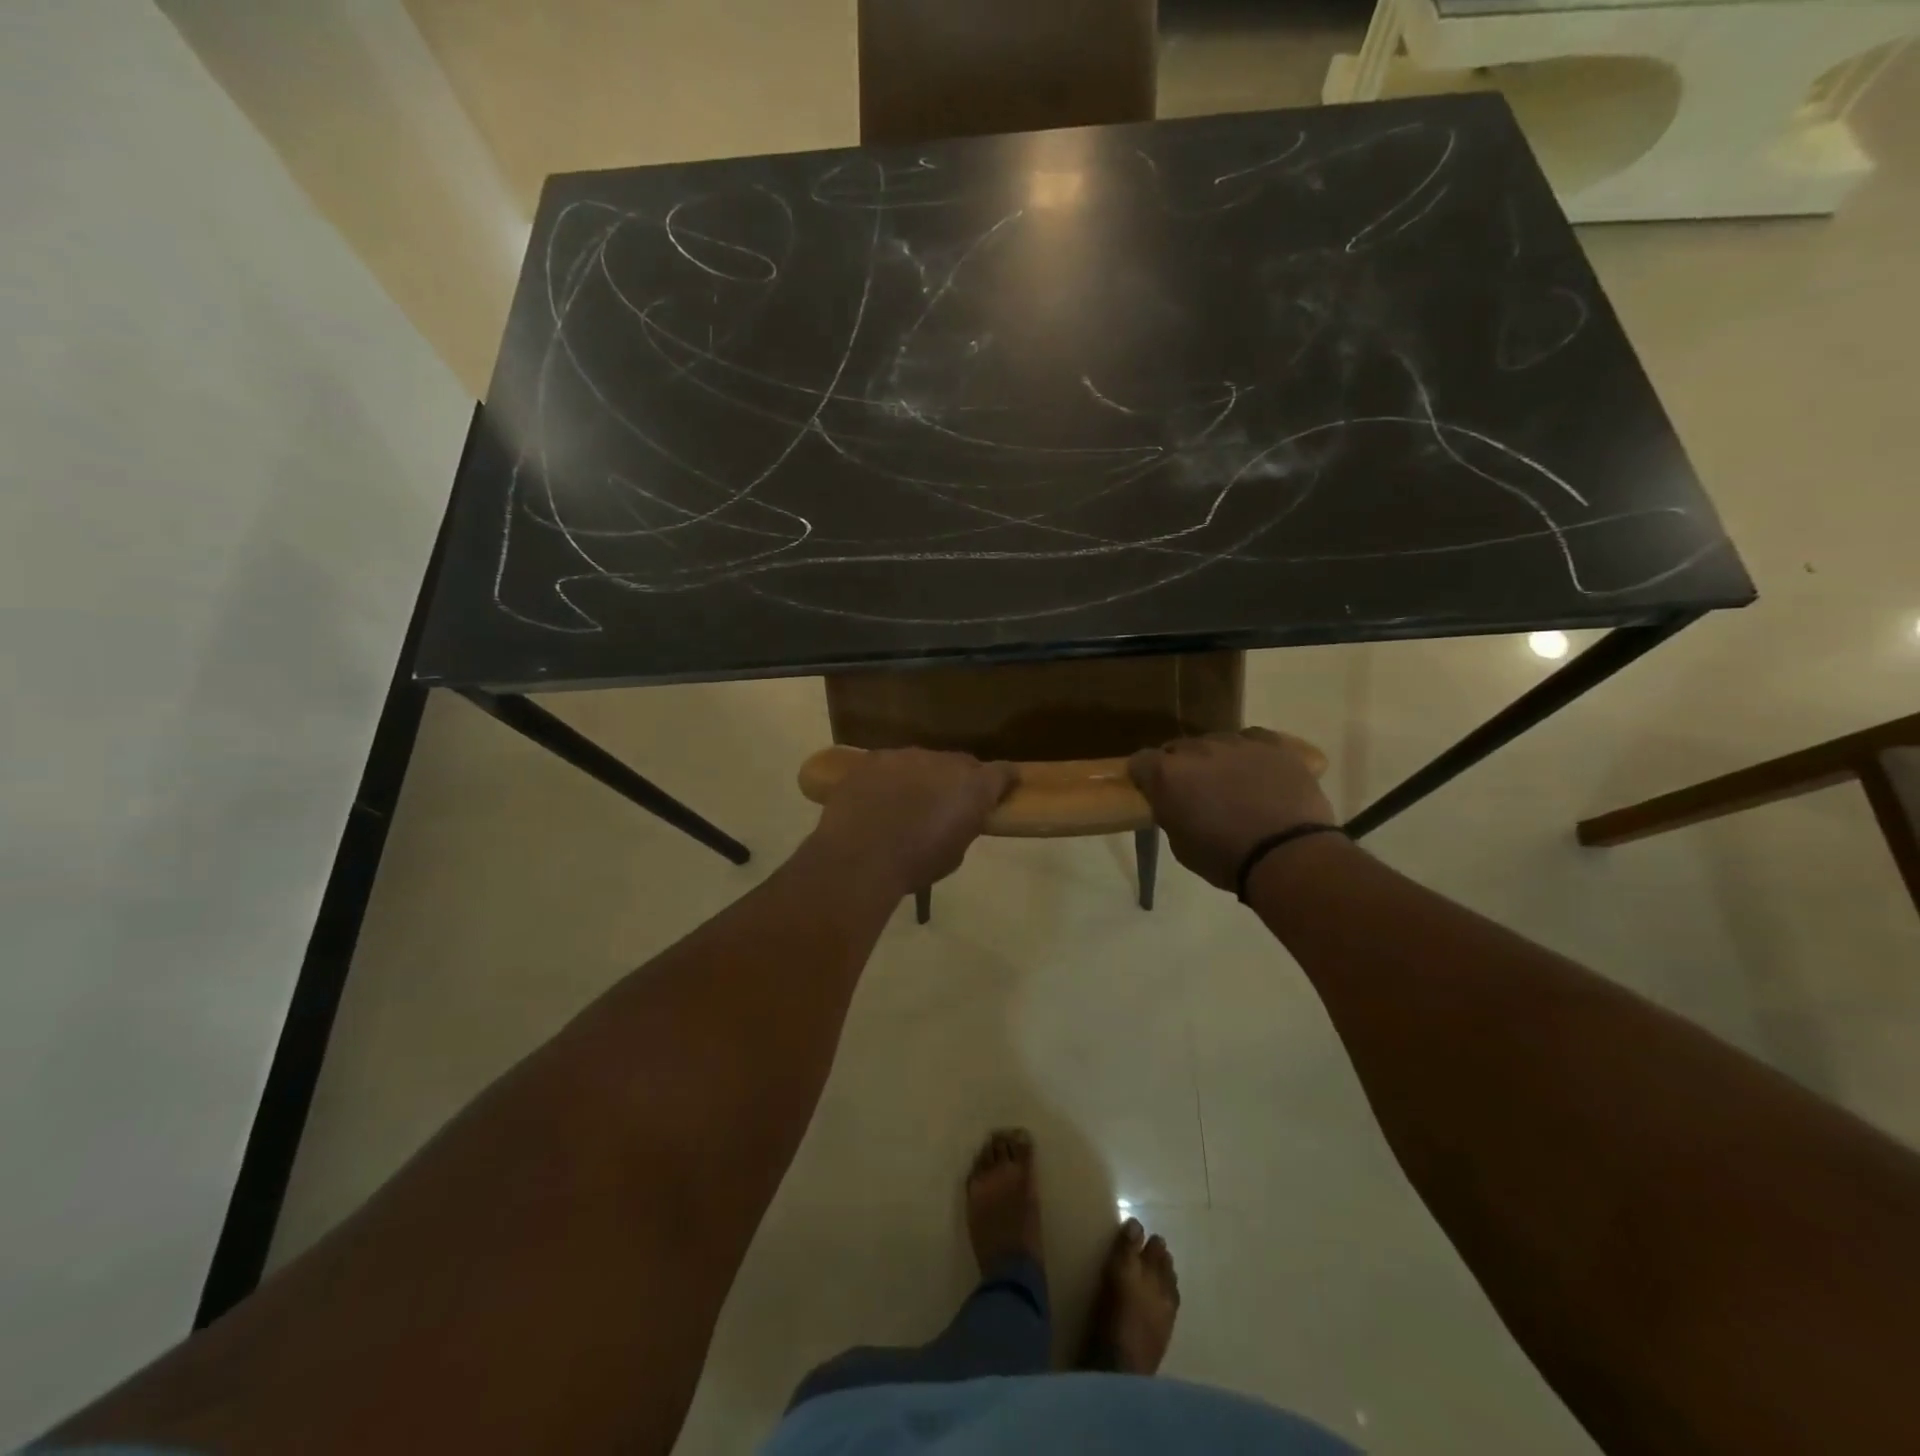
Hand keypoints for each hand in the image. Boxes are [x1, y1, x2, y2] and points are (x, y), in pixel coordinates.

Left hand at [810, 748, 1016, 895]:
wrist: (858, 857)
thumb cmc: (914, 865)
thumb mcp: (953, 854)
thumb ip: (962, 826)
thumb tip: (955, 818)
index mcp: (973, 787)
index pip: (1003, 772)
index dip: (1005, 781)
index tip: (1004, 789)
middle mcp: (944, 762)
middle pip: (962, 763)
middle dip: (960, 780)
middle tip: (948, 804)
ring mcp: (906, 755)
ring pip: (923, 762)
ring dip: (922, 778)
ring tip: (907, 804)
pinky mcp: (874, 758)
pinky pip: (890, 765)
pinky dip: (890, 779)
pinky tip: (878, 801)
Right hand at [1128, 729, 1336, 891]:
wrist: (1287, 855)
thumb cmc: (1225, 858)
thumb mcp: (1180, 844)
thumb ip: (1171, 813)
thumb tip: (1176, 803)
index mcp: (1167, 774)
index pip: (1140, 762)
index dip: (1145, 777)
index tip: (1154, 793)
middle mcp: (1197, 749)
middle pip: (1179, 749)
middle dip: (1182, 767)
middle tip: (1196, 794)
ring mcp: (1236, 742)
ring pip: (1216, 743)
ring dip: (1217, 760)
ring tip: (1233, 785)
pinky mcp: (1273, 744)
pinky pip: (1253, 739)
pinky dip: (1250, 753)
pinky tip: (1259, 772)